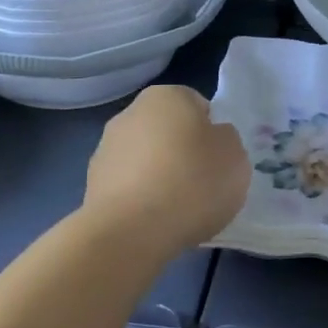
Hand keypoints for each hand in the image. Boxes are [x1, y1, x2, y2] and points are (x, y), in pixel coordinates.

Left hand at [84, 85, 248, 255]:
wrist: (131, 231)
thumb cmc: (193, 182)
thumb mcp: (236, 156)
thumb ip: (226, 140)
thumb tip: (212, 140)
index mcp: (167, 95)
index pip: (198, 105)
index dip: (212, 133)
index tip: (219, 161)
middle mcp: (131, 113)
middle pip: (168, 131)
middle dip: (183, 152)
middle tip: (202, 185)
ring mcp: (105, 148)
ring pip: (146, 159)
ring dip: (159, 176)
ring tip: (178, 210)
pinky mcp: (92, 184)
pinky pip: (129, 187)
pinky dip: (141, 200)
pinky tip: (154, 222)